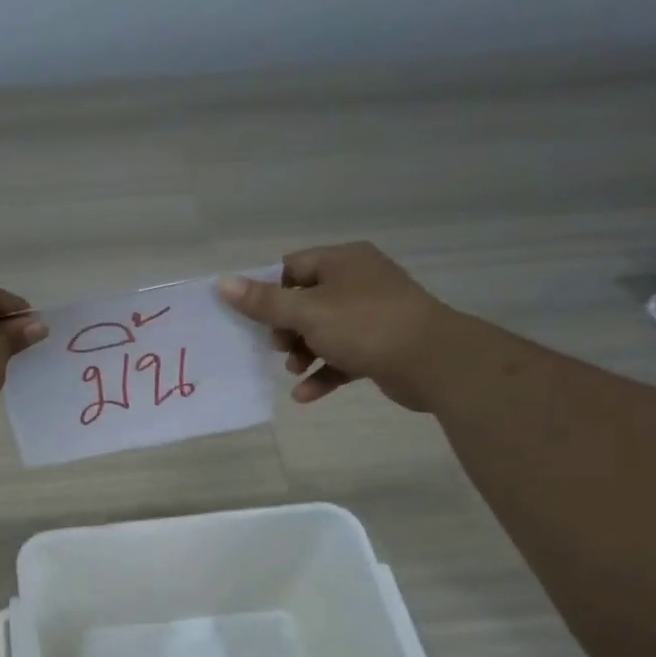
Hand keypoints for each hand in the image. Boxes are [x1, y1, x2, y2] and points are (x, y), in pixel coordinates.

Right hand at [218, 243, 451, 409]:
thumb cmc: (364, 325)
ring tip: (292, 370)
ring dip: (303, 353)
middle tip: (277, 347)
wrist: (432, 360)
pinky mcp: (382, 346)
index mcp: (343, 261)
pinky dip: (323, 373)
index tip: (252, 317)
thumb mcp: (307, 312)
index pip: (292, 267)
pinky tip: (305, 395)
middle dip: (285, 328)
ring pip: (324, 331)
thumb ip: (263, 302)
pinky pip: (343, 357)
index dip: (268, 291)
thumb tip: (223, 283)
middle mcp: (359, 282)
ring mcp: (373, 315)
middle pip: (306, 301)